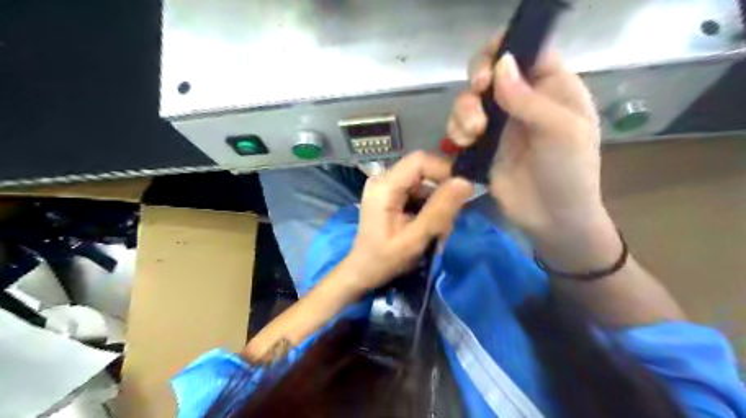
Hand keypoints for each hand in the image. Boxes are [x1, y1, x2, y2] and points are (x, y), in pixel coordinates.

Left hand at [344, 151, 470, 292]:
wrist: (363, 271)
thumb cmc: (385, 259)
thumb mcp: (415, 239)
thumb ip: (440, 210)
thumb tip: (465, 182)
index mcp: (384, 187)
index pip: (420, 161)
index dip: (444, 171)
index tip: (461, 194)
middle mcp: (383, 179)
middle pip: (423, 171)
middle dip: (441, 194)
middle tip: (447, 222)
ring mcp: (385, 186)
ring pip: (423, 183)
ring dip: (437, 204)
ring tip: (438, 231)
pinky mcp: (390, 195)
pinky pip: (417, 192)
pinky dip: (428, 207)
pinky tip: (428, 227)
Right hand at [449, 39, 610, 247]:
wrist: (552, 219)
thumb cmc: (569, 173)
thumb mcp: (561, 132)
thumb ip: (530, 98)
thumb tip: (502, 63)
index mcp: (551, 88)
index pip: (527, 50)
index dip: (504, 48)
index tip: (489, 69)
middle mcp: (522, 100)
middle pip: (490, 70)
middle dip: (477, 80)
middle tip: (478, 93)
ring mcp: (499, 124)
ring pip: (470, 99)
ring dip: (463, 110)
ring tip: (472, 134)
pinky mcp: (481, 146)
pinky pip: (460, 126)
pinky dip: (456, 130)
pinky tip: (463, 144)